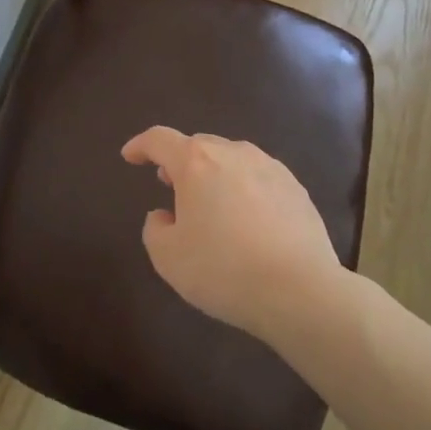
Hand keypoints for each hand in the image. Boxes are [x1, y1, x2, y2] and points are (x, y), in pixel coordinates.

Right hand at [121, 127, 342, 341]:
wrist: (300, 290)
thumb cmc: (224, 270)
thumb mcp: (169, 258)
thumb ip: (155, 229)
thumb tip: (165, 215)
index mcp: (196, 162)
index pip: (160, 140)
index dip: (141, 145)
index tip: (130, 156)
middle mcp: (233, 153)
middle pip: (198, 146)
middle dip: (180, 162)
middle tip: (170, 185)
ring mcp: (270, 167)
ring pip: (232, 160)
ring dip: (215, 174)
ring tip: (211, 204)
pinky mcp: (296, 188)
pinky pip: (259, 179)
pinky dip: (245, 190)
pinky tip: (248, 221)